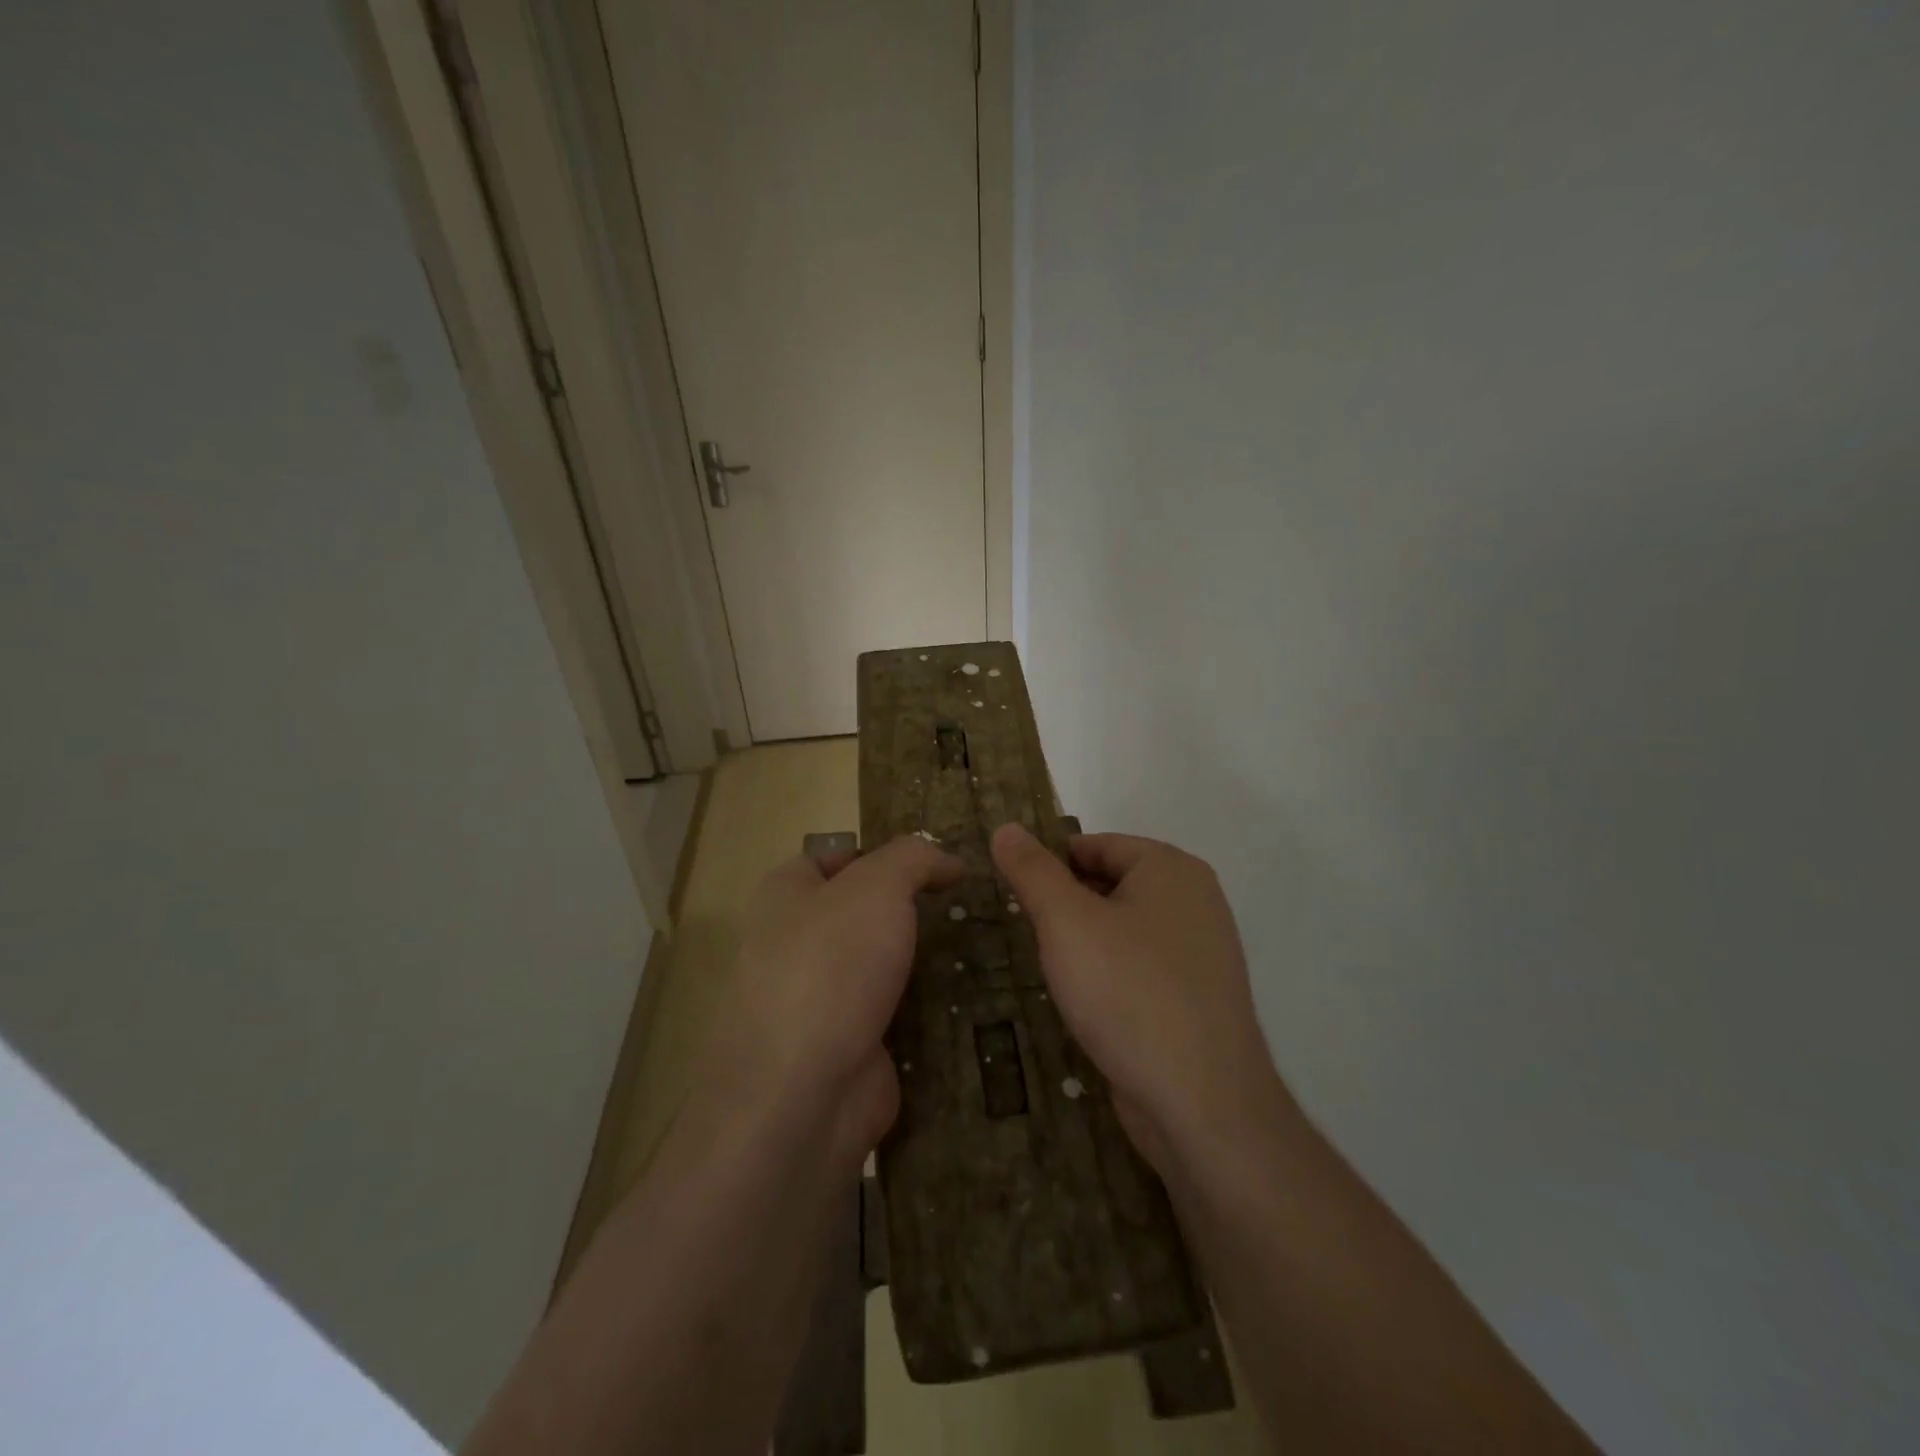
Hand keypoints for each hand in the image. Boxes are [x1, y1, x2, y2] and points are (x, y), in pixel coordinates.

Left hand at [699, 835, 962, 1165]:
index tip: (936, 865)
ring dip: (923, 961)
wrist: (802, 1094)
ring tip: (982, 947)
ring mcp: (821, 1000)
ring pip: (882, 965)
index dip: (883, 854)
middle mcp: (795, 943)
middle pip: (863, 913)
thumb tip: (948, 860)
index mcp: (786, 895)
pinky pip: (895, 1014)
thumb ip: (914, 858)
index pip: (835, 857)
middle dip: (910, 910)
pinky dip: (927, 1009)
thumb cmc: (832, 965)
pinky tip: (972, 999)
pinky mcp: (848, 1046)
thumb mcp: (877, 886)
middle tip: (967, 906)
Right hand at [991, 823, 1286, 1171]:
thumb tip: (1005, 827)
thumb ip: (1033, 871)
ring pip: (1123, 927)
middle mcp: (1193, 900)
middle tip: (1026, 933)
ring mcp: (1200, 951)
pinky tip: (1085, 1002)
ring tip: (1048, 968)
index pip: (1094, 845)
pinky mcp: (1195, 996)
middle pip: (1110, 883)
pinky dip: (1109, 973)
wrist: (1202, 1103)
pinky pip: (1139, 965)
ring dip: (1084, 942)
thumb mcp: (1066, 921)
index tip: (1012, 894)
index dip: (1049, 865)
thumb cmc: (1129, 992)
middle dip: (1066, 906)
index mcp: (1170, 868)